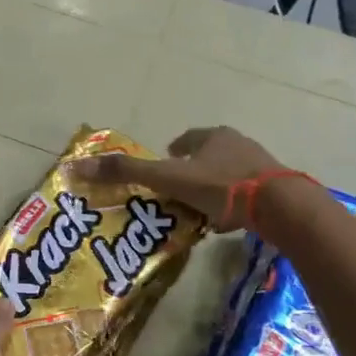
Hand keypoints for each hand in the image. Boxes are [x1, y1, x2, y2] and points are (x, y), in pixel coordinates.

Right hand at [71, 126, 288, 230]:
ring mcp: (259, 164)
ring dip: (211, 187)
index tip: (160, 169)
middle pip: (207, 155)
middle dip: (190, 170)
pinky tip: (223, 220)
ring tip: (196, 209)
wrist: (279, 206)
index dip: (170, 153)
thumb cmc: (220, 187)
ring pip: (226, 173)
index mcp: (212, 136)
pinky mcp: (273, 187)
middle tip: (174, 192)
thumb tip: (77, 166)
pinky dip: (230, 202)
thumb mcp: (167, 178)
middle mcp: (237, 143)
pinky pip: (244, 192)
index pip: (185, 139)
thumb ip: (127, 173)